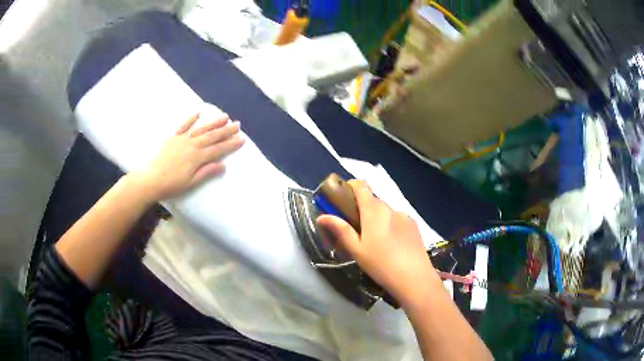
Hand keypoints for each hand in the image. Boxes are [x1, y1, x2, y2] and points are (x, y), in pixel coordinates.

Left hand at [132, 113, 244, 200]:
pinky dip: (191, 119)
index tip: (241, 139)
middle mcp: (192, 145)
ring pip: (201, 128)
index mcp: (197, 158)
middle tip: (238, 124)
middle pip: (212, 136)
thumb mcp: (191, 183)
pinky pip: (183, 125)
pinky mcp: (172, 137)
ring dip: (213, 122)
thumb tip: (223, 165)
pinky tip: (198, 113)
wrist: (151, 179)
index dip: (231, 144)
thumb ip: (206, 172)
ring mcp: (182, 139)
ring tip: (225, 116)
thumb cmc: (171, 185)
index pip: (218, 149)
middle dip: (226, 130)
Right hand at [316, 180, 437, 307]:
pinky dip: (391, 224)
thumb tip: (322, 217)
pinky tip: (392, 244)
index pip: (362, 186)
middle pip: (373, 200)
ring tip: (376, 240)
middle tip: (356, 227)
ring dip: (378, 218)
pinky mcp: (414, 225)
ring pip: (386, 211)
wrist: (414, 277)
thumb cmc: (381, 264)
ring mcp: (405, 216)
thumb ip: (341, 230)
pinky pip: (398, 219)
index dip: (351, 185)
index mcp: (374, 211)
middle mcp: (390, 208)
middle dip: (363, 208)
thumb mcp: (357, 250)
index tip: (343, 196)